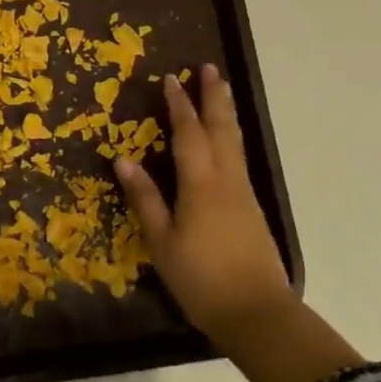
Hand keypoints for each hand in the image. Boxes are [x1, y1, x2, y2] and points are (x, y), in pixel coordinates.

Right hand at [114, 64, 292, 346]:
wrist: (257, 313)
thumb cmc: (202, 279)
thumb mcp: (163, 242)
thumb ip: (146, 199)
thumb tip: (123, 160)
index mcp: (201, 184)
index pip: (188, 134)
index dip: (179, 105)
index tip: (171, 78)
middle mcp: (226, 179)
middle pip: (221, 128)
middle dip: (214, 96)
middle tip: (209, 68)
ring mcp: (243, 192)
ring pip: (235, 141)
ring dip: (225, 112)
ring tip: (221, 91)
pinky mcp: (251, 207)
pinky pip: (239, 157)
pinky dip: (230, 136)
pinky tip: (225, 140)